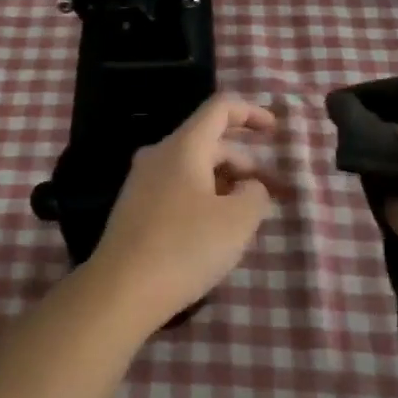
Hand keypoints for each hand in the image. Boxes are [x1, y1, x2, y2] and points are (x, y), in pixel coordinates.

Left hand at [88, 94, 279, 331]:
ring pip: (194, 167)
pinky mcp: (136, 206)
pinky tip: (215, 230)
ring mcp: (143, 180)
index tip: (275, 131)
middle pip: (209, 141)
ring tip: (247, 218)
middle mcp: (160, 154)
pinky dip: (204, 196)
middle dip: (244, 162)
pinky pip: (178, 187)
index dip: (251, 113)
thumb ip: (256, 194)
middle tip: (271, 195)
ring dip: (225, 183)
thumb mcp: (237, 221)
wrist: (122, 289)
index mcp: (184, 146)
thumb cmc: (185, 247)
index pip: (220, 108)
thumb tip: (250, 187)